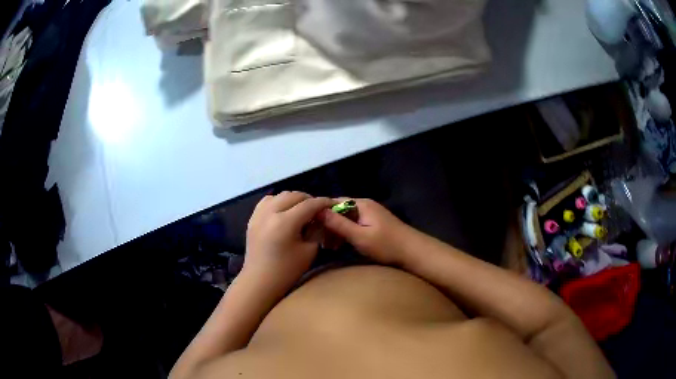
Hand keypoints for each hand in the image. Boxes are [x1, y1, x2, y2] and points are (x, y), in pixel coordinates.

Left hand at [243, 192, 334, 292]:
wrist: (260, 282)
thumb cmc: (287, 271)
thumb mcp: (309, 251)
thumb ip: (316, 230)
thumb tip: (320, 218)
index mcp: (285, 222)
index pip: (309, 205)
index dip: (323, 202)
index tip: (333, 204)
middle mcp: (270, 212)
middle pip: (294, 195)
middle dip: (309, 199)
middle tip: (318, 210)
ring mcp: (259, 214)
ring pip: (280, 195)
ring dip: (293, 199)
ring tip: (301, 209)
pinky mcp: (252, 218)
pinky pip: (267, 201)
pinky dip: (278, 201)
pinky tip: (284, 211)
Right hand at [318, 198, 413, 265]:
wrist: (413, 252)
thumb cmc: (386, 245)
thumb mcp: (360, 236)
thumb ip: (339, 224)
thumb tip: (318, 211)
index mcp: (361, 204)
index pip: (334, 202)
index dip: (321, 214)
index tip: (311, 228)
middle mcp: (365, 206)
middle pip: (339, 211)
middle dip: (328, 225)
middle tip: (320, 242)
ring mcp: (370, 215)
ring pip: (346, 219)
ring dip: (336, 231)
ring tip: (328, 247)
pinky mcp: (374, 225)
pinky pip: (354, 225)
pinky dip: (345, 234)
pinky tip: (339, 246)